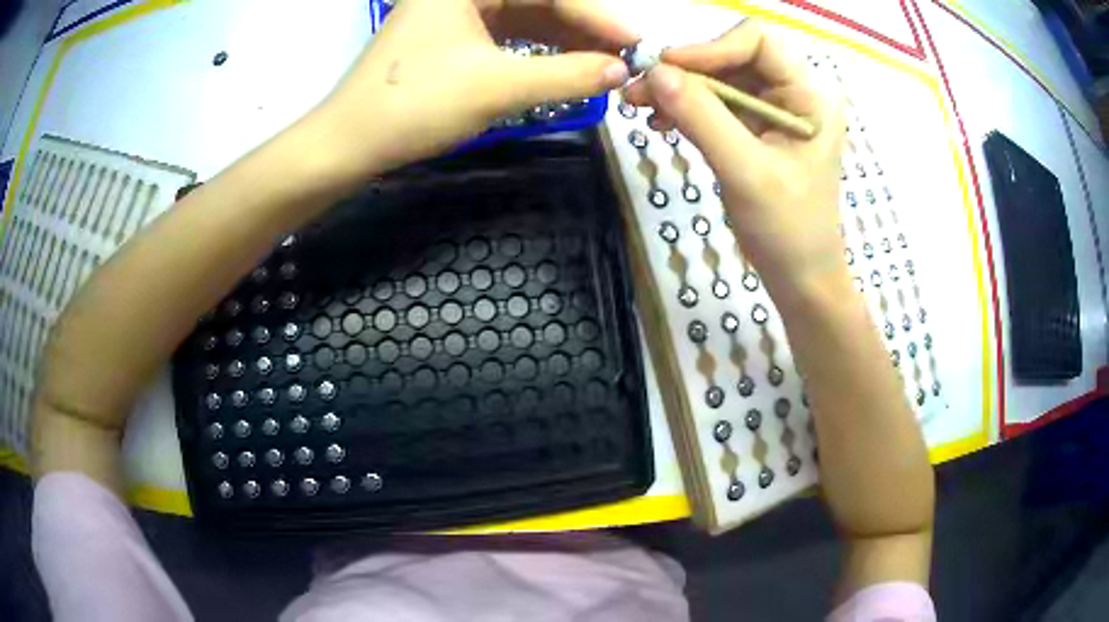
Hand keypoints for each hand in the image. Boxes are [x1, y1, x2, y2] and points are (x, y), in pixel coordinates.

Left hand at [308, 0, 636, 179]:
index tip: (636, 43)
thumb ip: (567, 75)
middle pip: (538, 2)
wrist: (348, 145)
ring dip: (563, 42)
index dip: (597, 17)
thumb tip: (621, 70)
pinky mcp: (450, 39)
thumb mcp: (497, 88)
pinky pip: (506, 37)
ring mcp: (454, 14)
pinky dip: (537, 53)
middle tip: (624, 56)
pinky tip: (564, 66)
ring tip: (603, 64)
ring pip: (524, 19)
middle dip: (582, 30)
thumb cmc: (414, 106)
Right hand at [624, 19, 846, 302]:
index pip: (759, 42)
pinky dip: (686, 108)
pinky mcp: (755, 130)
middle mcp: (793, 95)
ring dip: (679, 90)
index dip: (711, 48)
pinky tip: (662, 122)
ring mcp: (773, 112)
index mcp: (809, 97)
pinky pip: (716, 105)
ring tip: (640, 106)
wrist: (799, 277)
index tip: (667, 69)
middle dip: (686, 71)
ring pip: (719, 80)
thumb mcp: (745, 172)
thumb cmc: (788, 230)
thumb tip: (655, 73)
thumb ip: (703, 118)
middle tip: (638, 90)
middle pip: (733, 58)